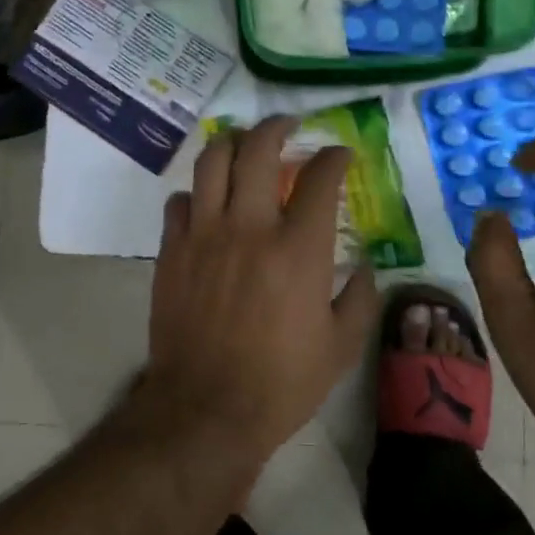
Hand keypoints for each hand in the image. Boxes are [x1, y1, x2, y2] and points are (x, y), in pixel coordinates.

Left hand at [141, 117, 380, 464]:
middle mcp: (249, 227)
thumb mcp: (342, 347)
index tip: (340, 154)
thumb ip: (360, 297)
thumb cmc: (281, 383)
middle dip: (277, 127)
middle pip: (258, 150)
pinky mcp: (171, 249)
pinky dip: (197, 192)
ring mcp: (204, 234)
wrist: (206, 409)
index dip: (334, 157)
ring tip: (243, 144)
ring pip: (212, 162)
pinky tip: (207, 202)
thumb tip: (363, 263)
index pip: (319, 179)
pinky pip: (180, 201)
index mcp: (298, 249)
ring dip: (232, 144)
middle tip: (287, 126)